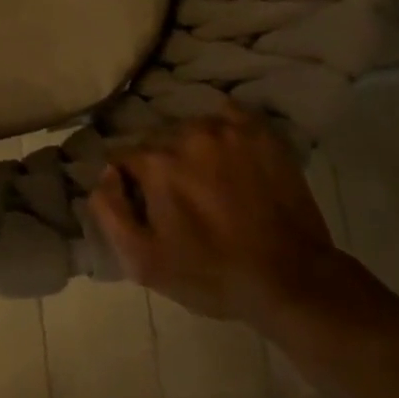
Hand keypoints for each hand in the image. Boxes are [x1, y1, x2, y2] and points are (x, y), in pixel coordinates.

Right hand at [88, 106, 337, 328]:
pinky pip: (226, 118)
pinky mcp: (261, 132)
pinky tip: (228, 160)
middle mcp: (189, 134)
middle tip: (179, 200)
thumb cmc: (212, 274)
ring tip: (208, 183)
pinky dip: (221, 133)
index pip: (122, 157)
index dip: (128, 183)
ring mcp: (229, 129)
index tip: (145, 207)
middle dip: (160, 166)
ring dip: (190, 151)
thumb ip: (109, 211)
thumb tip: (105, 174)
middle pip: (156, 141)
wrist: (293, 280)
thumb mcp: (144, 261)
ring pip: (189, 130)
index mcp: (157, 162)